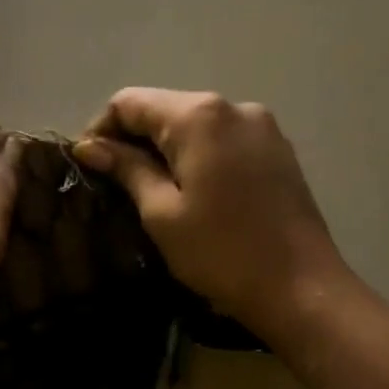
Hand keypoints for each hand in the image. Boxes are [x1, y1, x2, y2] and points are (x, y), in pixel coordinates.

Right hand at [75, 88, 349, 339]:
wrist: (299, 286)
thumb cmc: (220, 252)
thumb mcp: (161, 213)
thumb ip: (126, 169)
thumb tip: (89, 146)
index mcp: (198, 116)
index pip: (130, 102)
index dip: (100, 129)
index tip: (88, 167)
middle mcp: (233, 106)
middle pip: (164, 108)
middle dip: (133, 139)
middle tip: (113, 184)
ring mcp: (261, 126)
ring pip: (194, 124)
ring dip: (165, 149)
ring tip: (150, 191)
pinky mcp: (277, 149)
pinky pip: (222, 139)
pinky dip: (196, 156)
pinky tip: (191, 192)